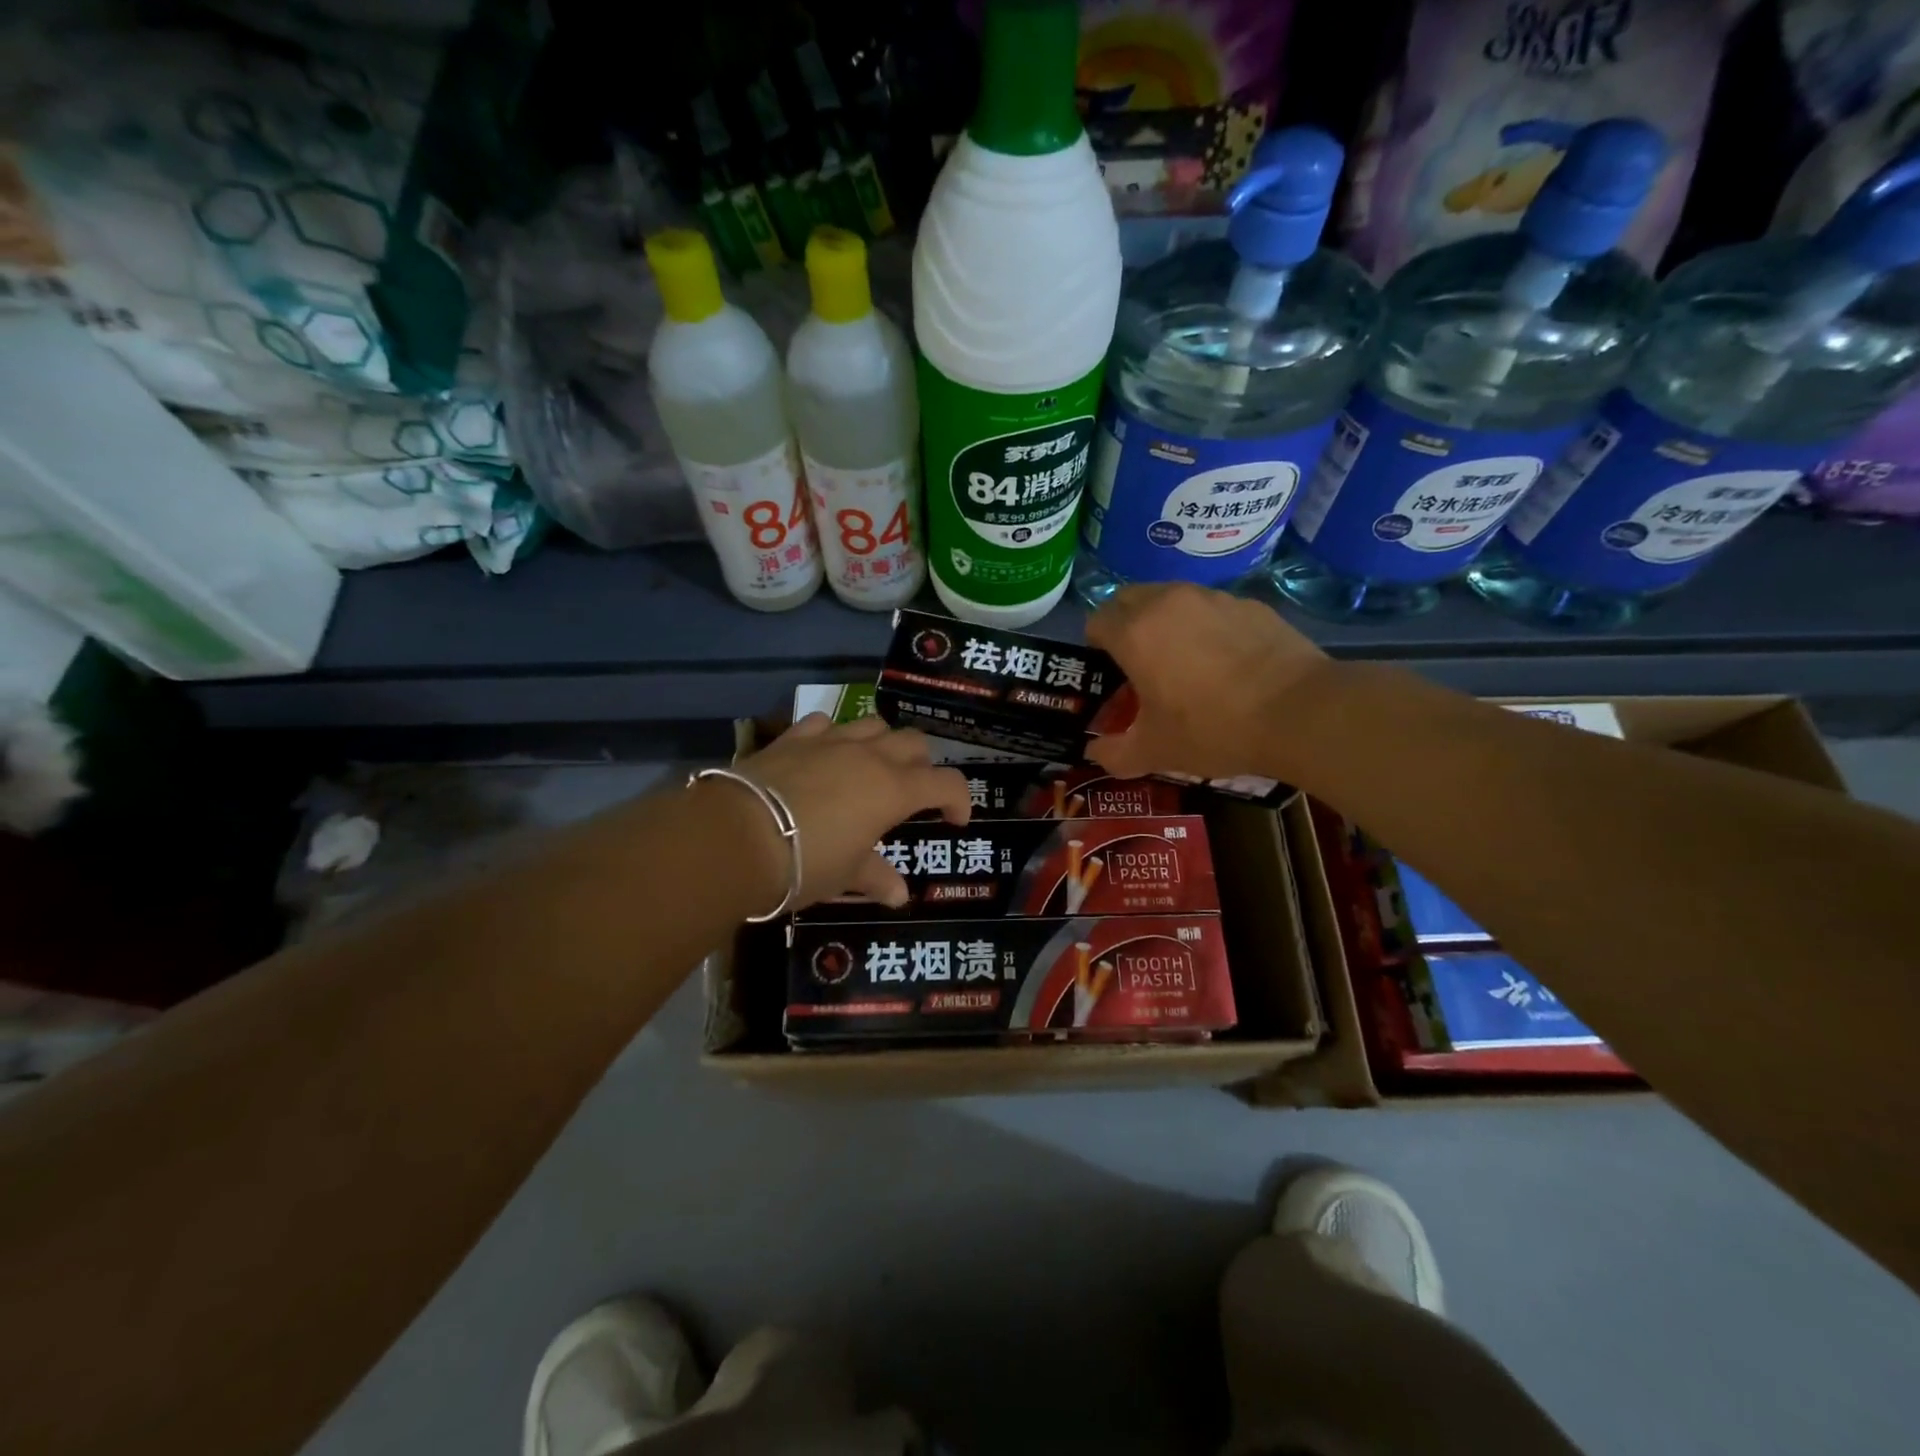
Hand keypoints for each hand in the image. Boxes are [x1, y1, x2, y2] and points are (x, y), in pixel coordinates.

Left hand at [738, 713, 971, 909]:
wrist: (736, 837)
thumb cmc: (804, 863)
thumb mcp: (845, 876)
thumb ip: (876, 878)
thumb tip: (900, 895)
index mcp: (894, 790)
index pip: (946, 783)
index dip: (959, 799)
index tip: (955, 820)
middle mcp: (870, 756)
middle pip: (914, 743)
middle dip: (922, 765)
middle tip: (912, 793)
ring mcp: (830, 741)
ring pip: (873, 724)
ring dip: (882, 743)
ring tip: (871, 768)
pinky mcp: (793, 737)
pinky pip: (824, 723)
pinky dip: (833, 735)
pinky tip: (824, 753)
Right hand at [1085, 583, 1328, 781]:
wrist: (1299, 712)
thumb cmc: (1213, 728)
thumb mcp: (1156, 751)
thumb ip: (1115, 753)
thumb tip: (1096, 754)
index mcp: (1135, 633)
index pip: (1097, 620)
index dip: (1095, 645)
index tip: (1109, 672)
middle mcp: (1167, 603)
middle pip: (1129, 599)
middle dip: (1125, 623)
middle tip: (1139, 661)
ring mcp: (1213, 598)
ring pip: (1172, 598)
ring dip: (1166, 621)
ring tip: (1185, 660)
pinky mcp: (1250, 604)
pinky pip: (1213, 608)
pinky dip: (1207, 626)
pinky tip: (1227, 661)